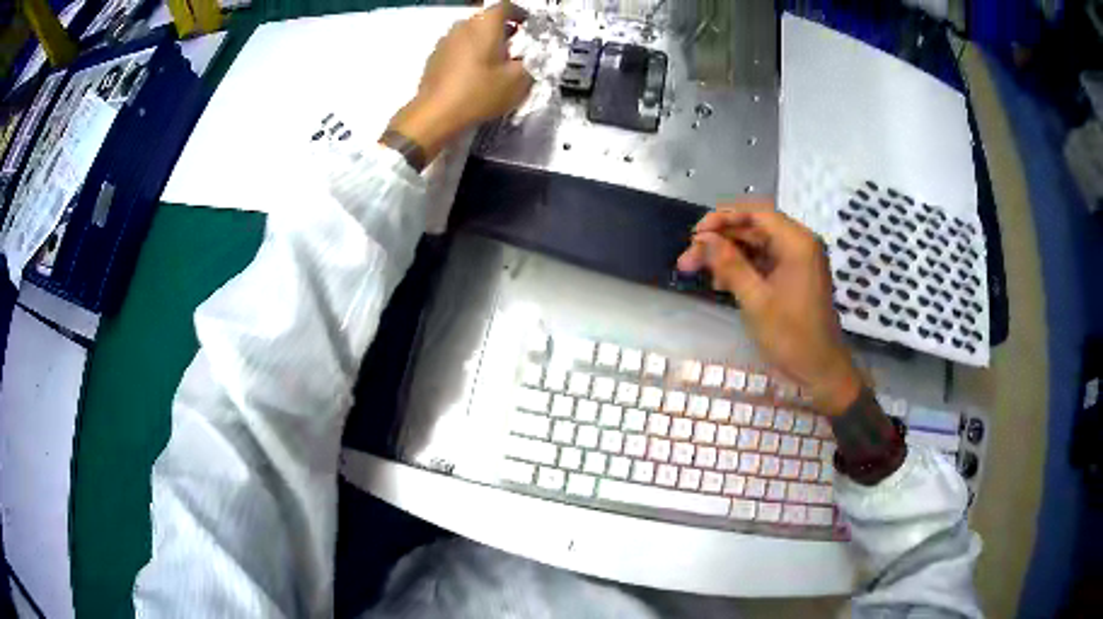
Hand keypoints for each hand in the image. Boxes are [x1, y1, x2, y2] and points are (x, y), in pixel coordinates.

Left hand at [387, 1, 532, 162]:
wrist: (435, 114)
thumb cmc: (479, 92)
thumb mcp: (518, 81)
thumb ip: (531, 63)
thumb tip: (529, 58)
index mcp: (485, 24)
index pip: (506, 6)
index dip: (520, 14)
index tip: (528, 27)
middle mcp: (463, 25)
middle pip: (487, 19)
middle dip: (503, 30)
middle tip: (515, 47)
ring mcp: (445, 40)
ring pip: (471, 33)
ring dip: (485, 42)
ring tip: (495, 62)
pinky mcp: (434, 57)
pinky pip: (458, 47)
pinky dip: (469, 53)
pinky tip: (475, 73)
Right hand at [677, 201, 863, 415]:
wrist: (820, 370)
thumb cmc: (792, 337)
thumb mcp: (756, 301)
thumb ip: (729, 264)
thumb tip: (702, 238)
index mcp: (797, 243)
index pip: (756, 213)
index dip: (722, 218)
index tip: (695, 234)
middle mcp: (799, 243)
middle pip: (753, 228)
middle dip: (719, 240)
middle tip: (688, 258)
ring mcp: (797, 260)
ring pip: (754, 244)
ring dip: (726, 255)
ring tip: (696, 270)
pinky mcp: (793, 275)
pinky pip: (762, 261)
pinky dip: (740, 267)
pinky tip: (720, 282)